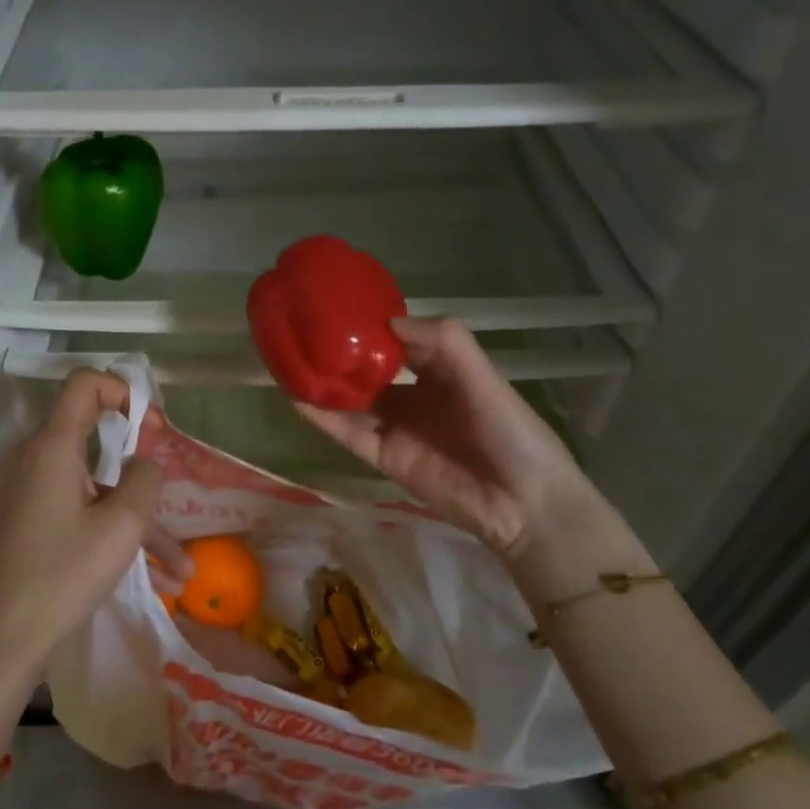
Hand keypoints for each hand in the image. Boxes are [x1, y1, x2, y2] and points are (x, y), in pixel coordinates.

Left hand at [0, 370, 185, 749]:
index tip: (152, 427)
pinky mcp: (32, 520)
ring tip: (181, 566)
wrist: (2, 640)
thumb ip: (146, 479)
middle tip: (171, 482)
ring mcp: (31, 491)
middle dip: (142, 461)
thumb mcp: (122, 525)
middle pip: (95, 436)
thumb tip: (146, 464)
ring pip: (97, 486)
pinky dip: (115, 532)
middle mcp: (36, 459)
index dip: (123, 391)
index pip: (84, 384)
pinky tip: (157, 577)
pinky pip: (82, 510)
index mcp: (52, 447)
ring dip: (139, 517)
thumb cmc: (63, 575)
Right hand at [294, 317, 629, 580]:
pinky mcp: (382, 456)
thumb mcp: (483, 377)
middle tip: (301, 327)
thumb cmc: (511, 432)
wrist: (522, 505)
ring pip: (350, 399)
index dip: (371, 324)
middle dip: (338, 351)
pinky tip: (296, 395)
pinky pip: (346, 432)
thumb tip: (386, 322)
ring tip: (286, 357)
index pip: (398, 340)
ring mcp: (395, 426)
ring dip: (322, 381)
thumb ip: (443, 343)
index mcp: (441, 370)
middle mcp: (414, 394)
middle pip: (367, 368)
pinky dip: (321, 416)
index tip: (337, 303)